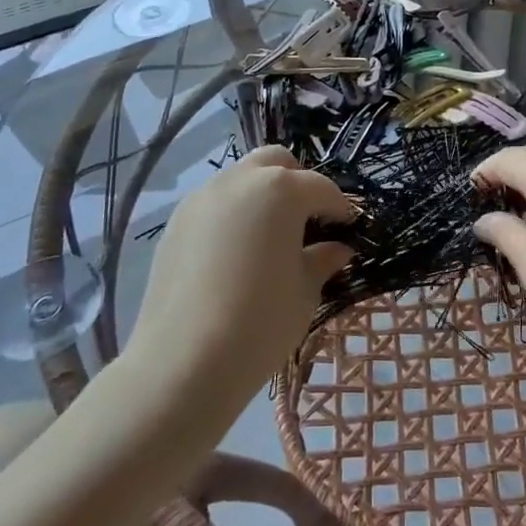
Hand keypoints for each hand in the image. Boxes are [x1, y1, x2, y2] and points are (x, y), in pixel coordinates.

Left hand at [123, 146, 354, 414]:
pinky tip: (236, 253)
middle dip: (297, 183)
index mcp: (280, 190)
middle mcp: (240, 180)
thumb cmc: (261, 322)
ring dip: (262, 195)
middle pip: (276, 162)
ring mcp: (203, 198)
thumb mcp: (305, 291)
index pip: (321, 188)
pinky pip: (214, 204)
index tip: (349, 228)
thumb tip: (338, 248)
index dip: (340, 208)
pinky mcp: (176, 222)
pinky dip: (233, 214)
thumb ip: (322, 259)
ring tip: (270, 236)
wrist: (183, 363)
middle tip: (308, 220)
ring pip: (241, 178)